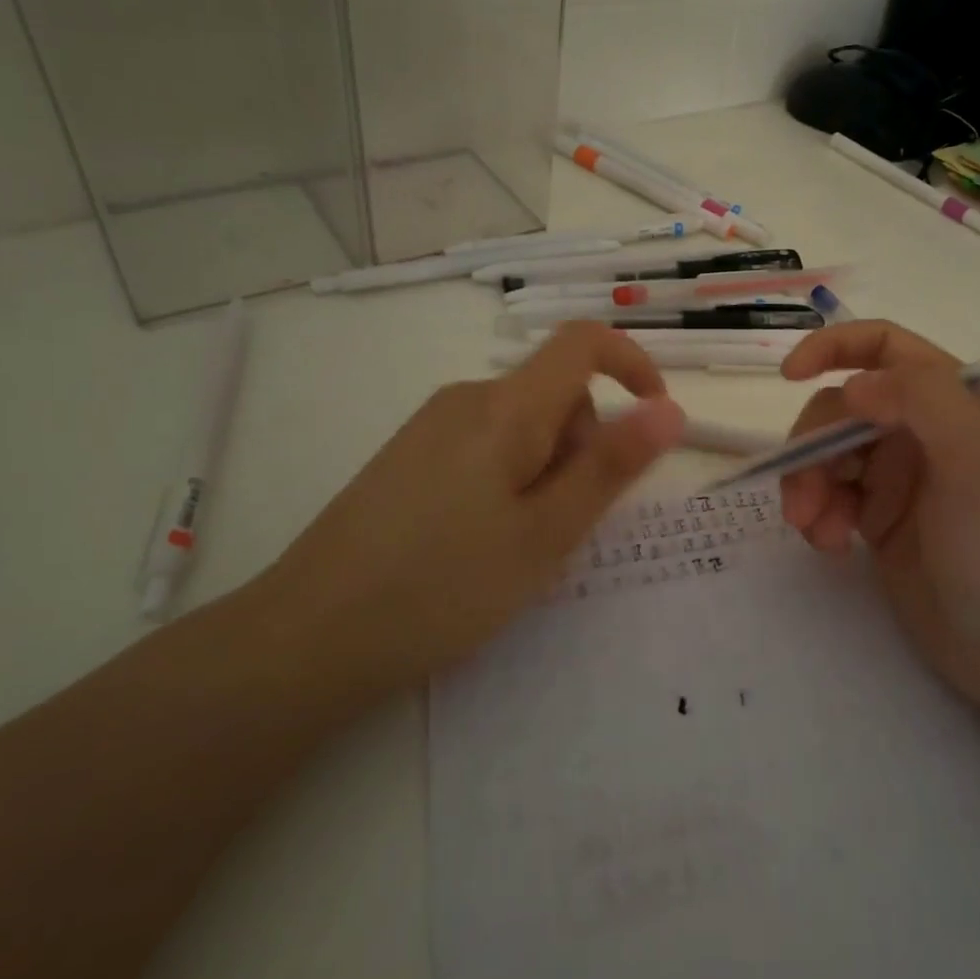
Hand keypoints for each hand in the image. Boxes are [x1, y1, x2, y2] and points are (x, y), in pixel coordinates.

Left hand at [260, 323, 684, 703]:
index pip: (582, 342)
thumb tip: (669, 410)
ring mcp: (430, 427)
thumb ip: (611, 466)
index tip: (655, 420)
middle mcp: (466, 399)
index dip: (632, 365)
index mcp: (505, 406)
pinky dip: (510, 478)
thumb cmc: (444, 585)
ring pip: (521, 424)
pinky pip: (484, 445)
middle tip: (565, 525)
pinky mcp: (408, 456)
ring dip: (546, 468)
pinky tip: (479, 541)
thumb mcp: (546, 532)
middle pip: (555, 392)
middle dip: (584, 444)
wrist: (310, 635)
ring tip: (520, 544)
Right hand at [779, 321, 979, 727]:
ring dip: (808, 485)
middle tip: (803, 497)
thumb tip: (853, 386)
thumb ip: (922, 403)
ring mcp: (901, 479)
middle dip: (812, 446)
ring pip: (827, 455)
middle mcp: (923, 431)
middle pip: (841, 409)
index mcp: (956, 402)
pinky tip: (830, 547)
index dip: (833, 347)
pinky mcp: (882, 522)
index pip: (884, 347)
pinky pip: (831, 498)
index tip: (787, 376)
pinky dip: (818, 516)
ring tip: (813, 530)